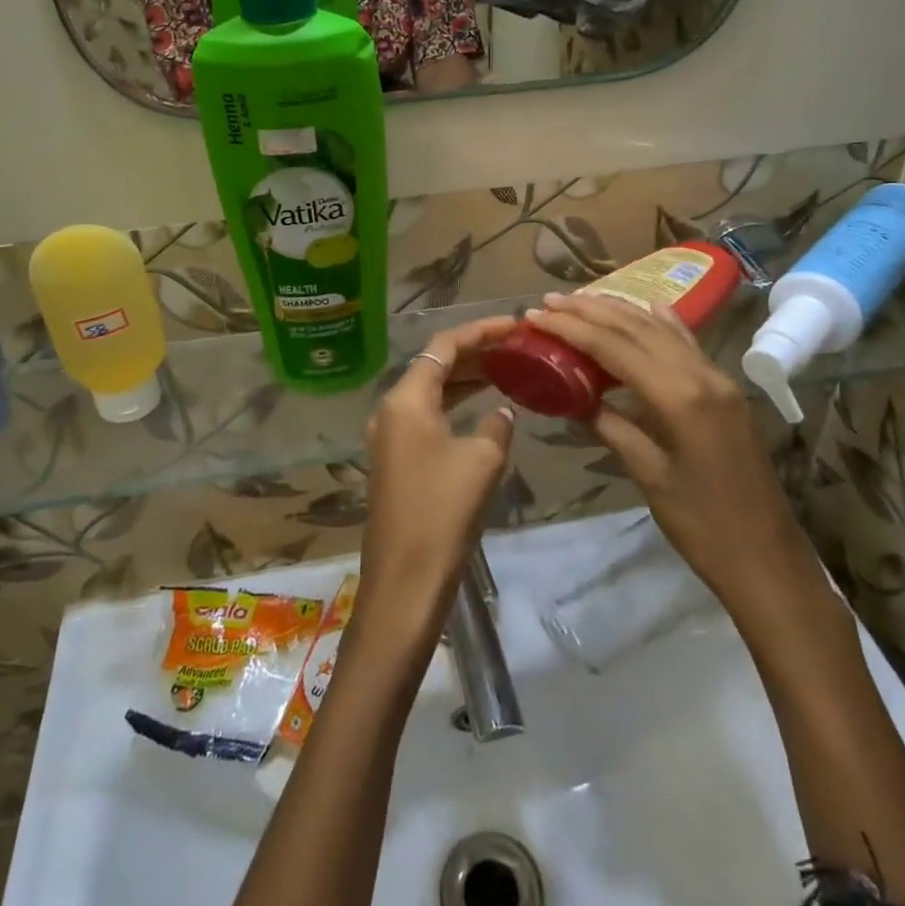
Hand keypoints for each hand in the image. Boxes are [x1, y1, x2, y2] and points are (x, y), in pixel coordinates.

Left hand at [357, 315, 517, 633]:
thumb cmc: (443, 511)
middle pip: (435, 365)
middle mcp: (391, 409)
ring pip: (431, 392)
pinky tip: (481, 411)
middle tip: (515, 347)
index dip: (481, 330)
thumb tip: (501, 412)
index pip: (444, 346)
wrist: (405, 579)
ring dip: (465, 380)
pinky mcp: (395, 460)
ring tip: (505, 370)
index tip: (515, 325)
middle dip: (475, 353)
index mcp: (406, 399)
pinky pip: (427, 417)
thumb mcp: (482, 460)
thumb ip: (496, 424)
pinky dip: (454, 407)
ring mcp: (389, 436)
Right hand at [523, 294, 811, 609]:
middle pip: (637, 328)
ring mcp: (719, 380)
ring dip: (621, 312)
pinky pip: (688, 344)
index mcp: (680, 397)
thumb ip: (611, 426)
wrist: (769, 560)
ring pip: (662, 330)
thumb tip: (574, 398)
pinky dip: (663, 323)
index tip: (535, 315)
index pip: (614, 347)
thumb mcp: (648, 475)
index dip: (571, 327)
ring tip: (582, 301)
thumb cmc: (703, 527)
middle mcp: (701, 375)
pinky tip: (651, 306)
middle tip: (549, 301)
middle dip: (591, 310)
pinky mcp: (726, 391)